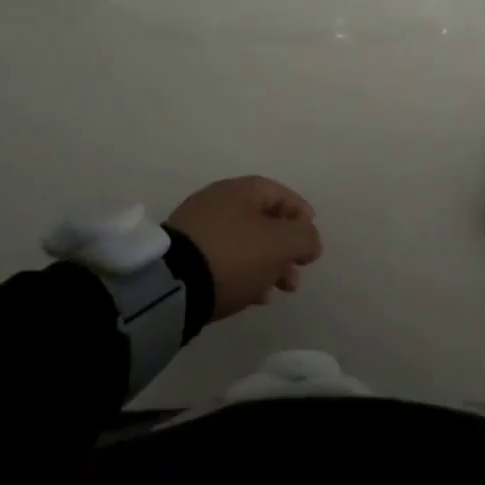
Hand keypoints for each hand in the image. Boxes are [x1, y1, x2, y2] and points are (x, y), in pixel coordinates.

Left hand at [167, 176, 322, 321]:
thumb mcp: (281, 244)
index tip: (312, 244)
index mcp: (242, 189)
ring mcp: (198, 227)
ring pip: (244, 242)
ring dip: (266, 264)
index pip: (282, 195)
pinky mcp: (184, 254)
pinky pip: (223, 258)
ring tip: (277, 290)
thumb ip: (305, 237)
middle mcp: (219, 200)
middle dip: (284, 248)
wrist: (172, 285)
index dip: (302, 217)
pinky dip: (242, 272)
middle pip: (263, 220)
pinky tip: (251, 295)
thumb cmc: (234, 255)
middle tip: (296, 276)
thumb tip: (310, 239)